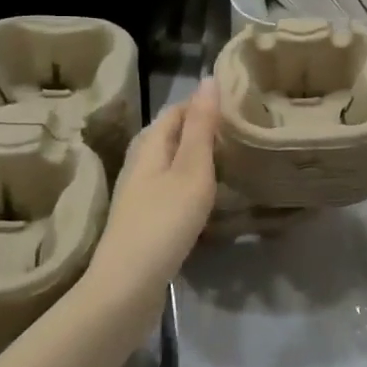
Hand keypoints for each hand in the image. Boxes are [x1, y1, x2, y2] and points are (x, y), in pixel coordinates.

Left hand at [88, 80, 219, 291]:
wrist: (127, 287)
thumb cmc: (164, 222)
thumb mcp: (191, 170)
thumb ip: (202, 127)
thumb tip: (209, 79)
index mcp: (149, 146)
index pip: (176, 110)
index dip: (203, 103)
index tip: (238, 106)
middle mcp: (139, 165)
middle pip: (170, 135)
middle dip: (201, 129)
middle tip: (239, 132)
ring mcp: (139, 195)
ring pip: (170, 163)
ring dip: (196, 157)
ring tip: (229, 160)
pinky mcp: (144, 220)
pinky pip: (170, 188)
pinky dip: (191, 183)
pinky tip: (207, 197)